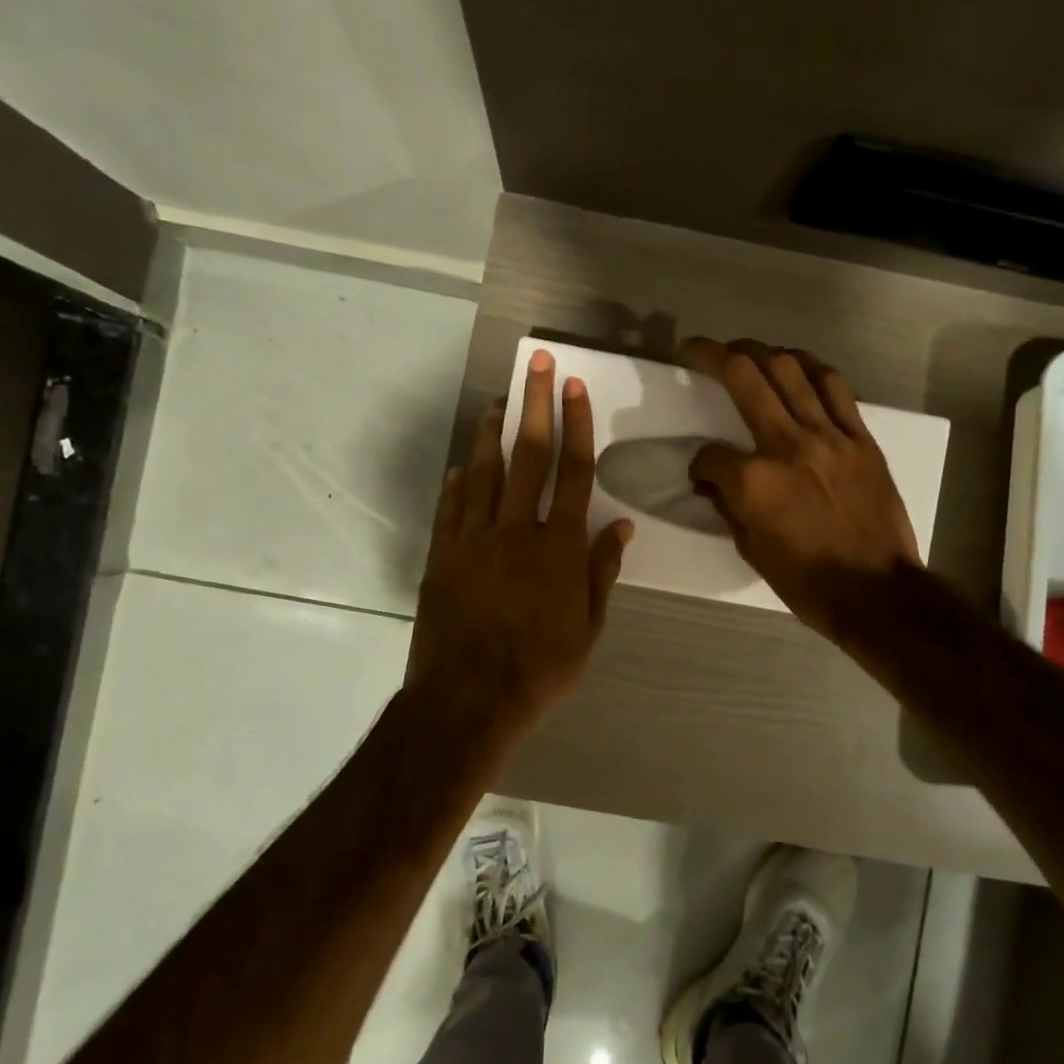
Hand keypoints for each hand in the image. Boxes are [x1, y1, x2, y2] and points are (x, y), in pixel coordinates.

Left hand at [409, 349, 633, 740]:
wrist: (469, 699)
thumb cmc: (540, 668)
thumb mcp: (588, 628)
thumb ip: (601, 572)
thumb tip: (620, 527)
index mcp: (560, 547)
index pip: (574, 472)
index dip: (577, 425)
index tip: (574, 387)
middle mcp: (517, 530)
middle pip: (529, 456)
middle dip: (534, 404)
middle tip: (535, 364)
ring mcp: (474, 540)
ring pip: (484, 473)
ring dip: (491, 433)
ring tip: (496, 401)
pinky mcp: (443, 556)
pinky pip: (452, 508)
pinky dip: (459, 482)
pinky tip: (463, 464)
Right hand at [682, 337, 919, 638]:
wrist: (877, 592)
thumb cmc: (808, 582)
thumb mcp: (752, 551)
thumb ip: (729, 507)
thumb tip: (715, 483)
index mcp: (754, 481)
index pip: (709, 455)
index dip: (699, 464)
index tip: (703, 474)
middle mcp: (787, 445)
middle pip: (744, 378)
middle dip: (713, 356)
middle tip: (697, 348)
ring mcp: (828, 436)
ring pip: (790, 369)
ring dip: (760, 350)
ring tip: (744, 349)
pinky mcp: (860, 438)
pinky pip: (835, 387)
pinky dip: (810, 368)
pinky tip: (796, 364)